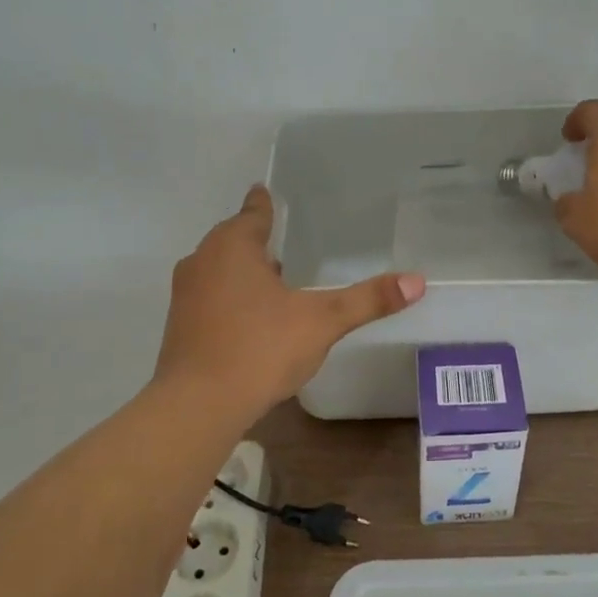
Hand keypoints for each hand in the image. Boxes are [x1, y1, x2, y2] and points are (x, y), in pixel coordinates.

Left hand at [156, 185, 425, 416]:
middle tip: (285, 241)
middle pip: (233, 240)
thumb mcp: (322, 321)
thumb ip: (367, 300)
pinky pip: (211, 299)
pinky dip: (231, 299)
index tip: (265, 191)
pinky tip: (254, 319)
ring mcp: (186, 295)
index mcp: (232, 247)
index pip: (253, 213)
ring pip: (220, 271)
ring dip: (243, 272)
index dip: (264, 204)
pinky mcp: (180, 327)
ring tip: (275, 280)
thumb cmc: (260, 348)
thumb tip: (417, 281)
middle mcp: (203, 261)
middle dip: (256, 241)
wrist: (198, 405)